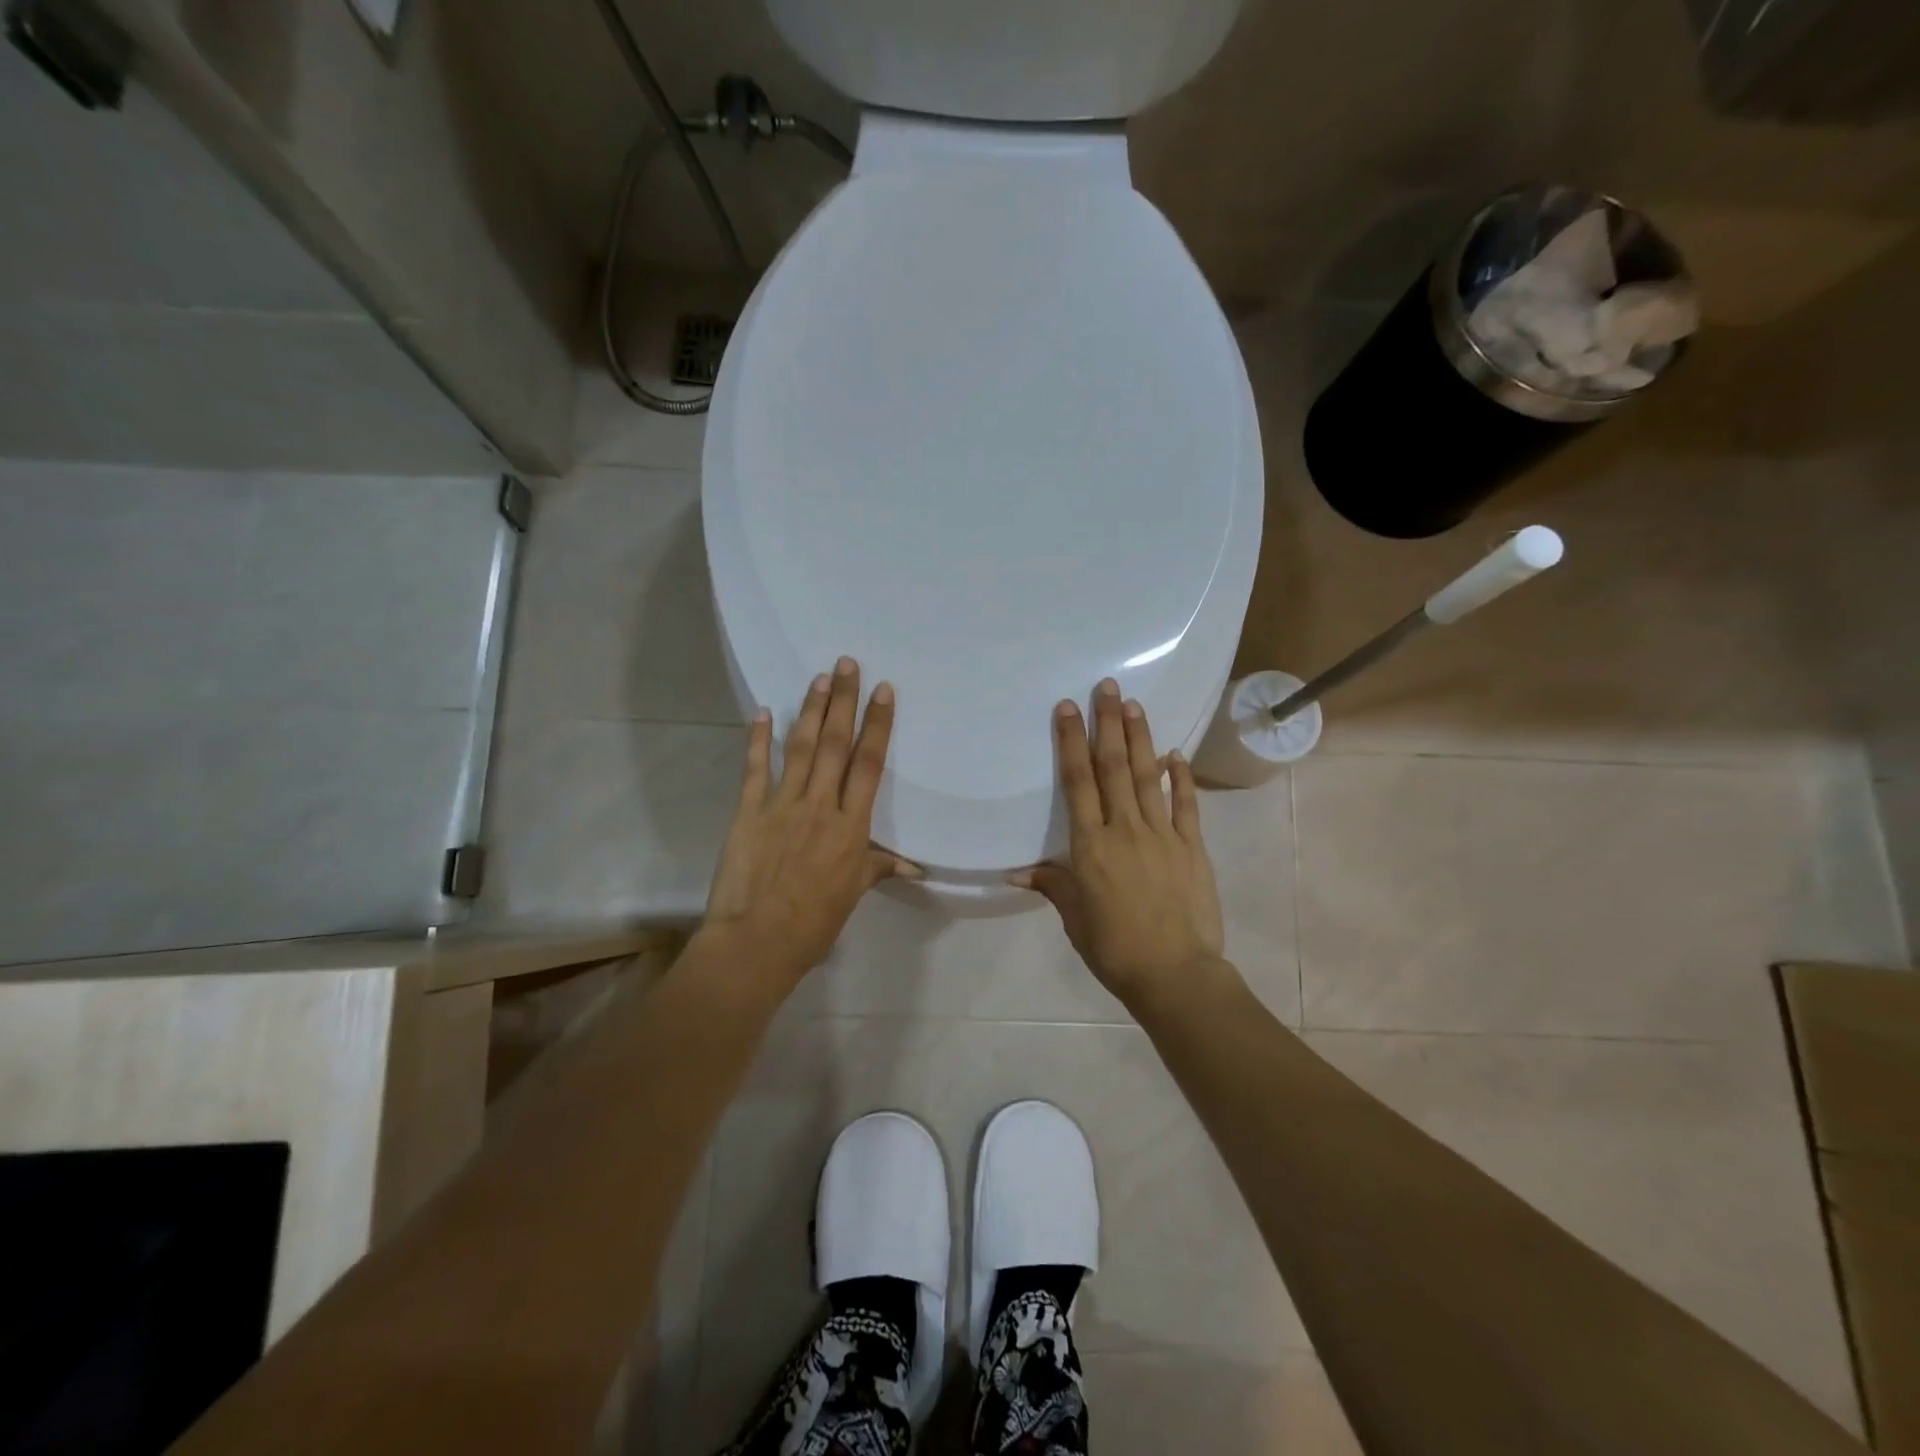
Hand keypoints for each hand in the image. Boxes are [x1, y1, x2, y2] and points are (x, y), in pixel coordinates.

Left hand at [702, 657, 918, 988]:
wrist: (756, 942)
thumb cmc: (813, 923)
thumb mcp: (853, 895)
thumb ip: (878, 868)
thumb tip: (914, 867)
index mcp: (851, 826)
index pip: (868, 764)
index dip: (877, 725)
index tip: (883, 691)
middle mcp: (819, 805)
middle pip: (836, 744)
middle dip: (844, 701)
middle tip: (847, 664)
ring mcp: (781, 804)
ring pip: (801, 748)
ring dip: (811, 710)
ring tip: (819, 677)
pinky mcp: (748, 811)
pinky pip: (755, 768)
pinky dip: (758, 739)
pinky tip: (761, 712)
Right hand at [1012, 678, 1226, 1007]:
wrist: (1176, 974)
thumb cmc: (1115, 949)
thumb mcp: (1075, 919)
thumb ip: (1053, 886)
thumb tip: (1020, 870)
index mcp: (1091, 846)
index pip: (1078, 782)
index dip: (1071, 742)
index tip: (1069, 708)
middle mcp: (1125, 829)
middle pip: (1115, 767)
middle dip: (1108, 724)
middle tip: (1108, 687)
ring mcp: (1163, 835)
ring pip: (1148, 776)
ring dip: (1141, 738)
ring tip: (1135, 705)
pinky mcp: (1192, 847)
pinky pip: (1186, 805)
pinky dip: (1181, 777)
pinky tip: (1176, 754)